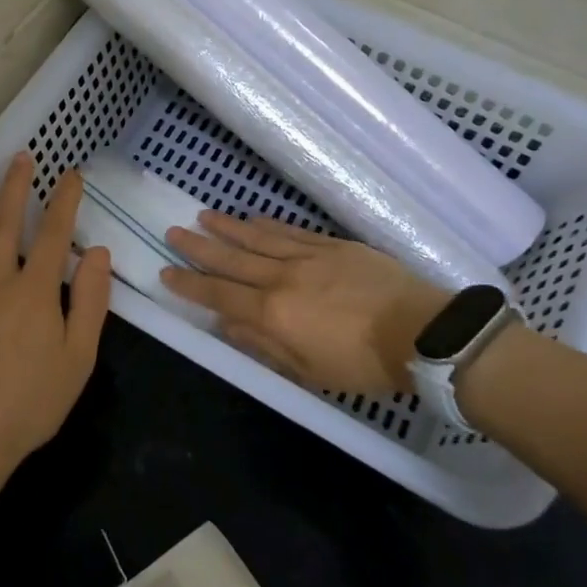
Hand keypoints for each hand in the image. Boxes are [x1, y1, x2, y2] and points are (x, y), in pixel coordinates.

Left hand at [0, 150, 112, 493]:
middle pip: (5, 223)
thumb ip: (91, 303)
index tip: (71, 173)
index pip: (54, 235)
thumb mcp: (78, 359)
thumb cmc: (31, 404)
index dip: (64, 201)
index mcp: (35, 292)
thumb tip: (97, 253)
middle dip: (14, 186)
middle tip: (20, 155)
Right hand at [161, 211, 446, 398]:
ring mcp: (307, 256)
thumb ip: (264, 345)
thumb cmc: (362, 363)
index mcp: (272, 313)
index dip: (190, 284)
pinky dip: (266, 224)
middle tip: (173, 232)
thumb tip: (227, 325)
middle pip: (231, 259)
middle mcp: (281, 278)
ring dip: (227, 227)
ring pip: (257, 237)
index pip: (219, 295)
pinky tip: (252, 218)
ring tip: (202, 215)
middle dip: (199, 246)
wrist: (420, 331)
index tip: (166, 271)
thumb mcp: (308, 370)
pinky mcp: (332, 245)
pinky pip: (290, 231)